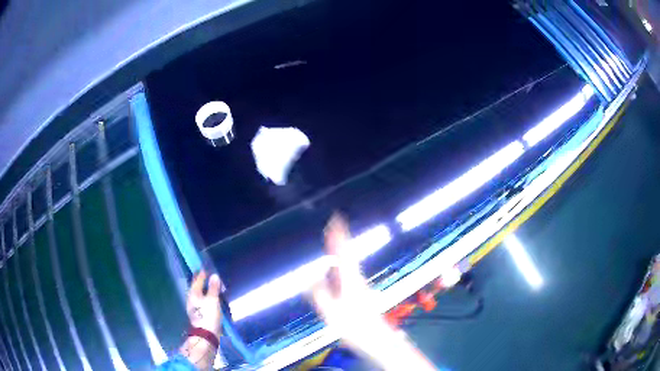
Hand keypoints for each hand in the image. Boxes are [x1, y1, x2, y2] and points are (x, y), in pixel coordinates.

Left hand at [187, 270, 222, 337]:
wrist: (206, 335)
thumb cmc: (208, 315)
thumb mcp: (213, 300)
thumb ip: (213, 288)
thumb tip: (214, 275)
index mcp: (193, 292)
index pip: (198, 279)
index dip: (202, 272)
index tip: (207, 266)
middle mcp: (191, 297)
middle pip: (196, 286)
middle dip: (202, 280)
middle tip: (209, 274)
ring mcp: (194, 306)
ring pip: (199, 293)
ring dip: (205, 288)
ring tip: (212, 285)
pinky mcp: (199, 312)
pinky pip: (202, 300)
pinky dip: (207, 296)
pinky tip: (211, 298)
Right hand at [310, 214, 436, 370]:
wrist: (376, 338)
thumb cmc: (354, 326)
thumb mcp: (331, 311)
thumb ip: (319, 294)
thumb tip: (308, 278)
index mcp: (349, 279)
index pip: (343, 251)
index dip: (339, 235)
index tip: (336, 219)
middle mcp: (356, 278)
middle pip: (347, 253)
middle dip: (340, 237)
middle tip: (334, 224)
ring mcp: (359, 285)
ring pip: (349, 261)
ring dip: (341, 248)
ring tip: (333, 239)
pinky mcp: (359, 292)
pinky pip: (348, 270)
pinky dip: (342, 261)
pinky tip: (337, 265)